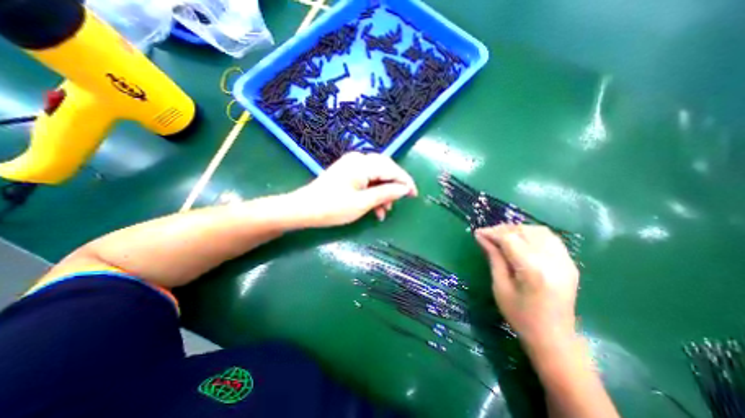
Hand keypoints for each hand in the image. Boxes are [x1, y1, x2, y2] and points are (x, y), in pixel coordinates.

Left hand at [286, 152, 415, 226]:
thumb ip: (385, 193)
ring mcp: (352, 165)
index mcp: (362, 164)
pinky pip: (367, 179)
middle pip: (385, 170)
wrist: (303, 209)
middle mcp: (358, 160)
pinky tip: (375, 207)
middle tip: (397, 204)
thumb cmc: (332, 207)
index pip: (391, 169)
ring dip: (383, 192)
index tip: (414, 195)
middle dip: (393, 187)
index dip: (405, 181)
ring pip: (377, 176)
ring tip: (384, 211)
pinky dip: (373, 192)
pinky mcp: (348, 172)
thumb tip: (404, 189)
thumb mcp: (362, 203)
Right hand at [473, 226, 578, 349]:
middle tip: (487, 236)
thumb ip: (494, 258)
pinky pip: (549, 238)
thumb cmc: (520, 316)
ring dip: (517, 230)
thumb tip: (481, 237)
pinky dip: (531, 234)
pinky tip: (521, 241)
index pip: (510, 239)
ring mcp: (565, 261)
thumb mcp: (500, 287)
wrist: (554, 338)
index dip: (491, 233)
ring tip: (502, 237)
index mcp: (533, 270)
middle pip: (524, 231)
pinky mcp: (569, 263)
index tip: (477, 233)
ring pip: (538, 231)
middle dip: (502, 229)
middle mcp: (553, 261)